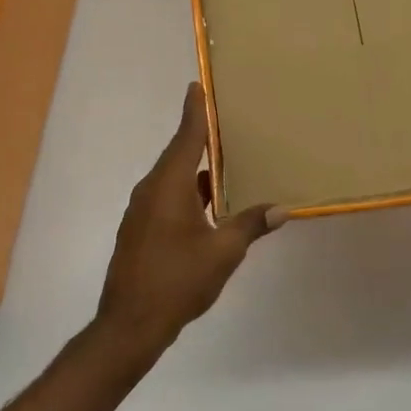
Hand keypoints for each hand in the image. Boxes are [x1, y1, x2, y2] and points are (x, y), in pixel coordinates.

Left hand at [95, 83, 286, 349]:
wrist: (129, 325)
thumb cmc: (177, 280)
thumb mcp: (223, 253)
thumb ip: (250, 226)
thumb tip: (281, 209)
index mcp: (169, 186)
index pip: (186, 137)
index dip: (194, 111)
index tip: (197, 85)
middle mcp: (151, 191)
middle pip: (179, 154)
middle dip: (201, 137)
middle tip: (227, 121)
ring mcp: (142, 212)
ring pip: (174, 179)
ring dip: (198, 170)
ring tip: (228, 162)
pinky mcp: (141, 231)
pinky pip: (168, 198)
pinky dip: (190, 192)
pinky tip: (212, 204)